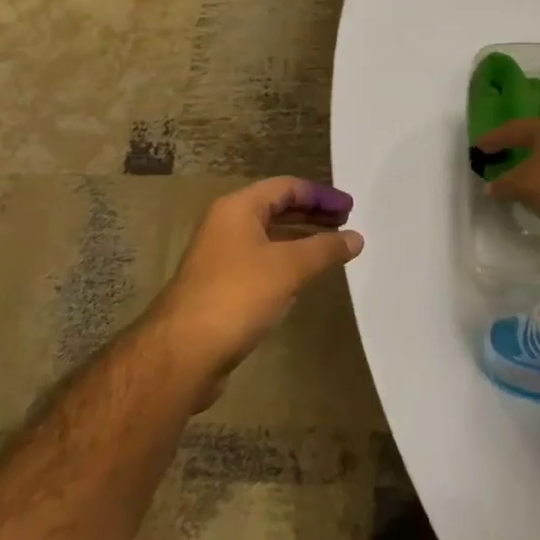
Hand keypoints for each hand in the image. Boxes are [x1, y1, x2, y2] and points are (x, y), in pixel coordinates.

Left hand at [150, 178, 363, 406]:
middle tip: (346, 226)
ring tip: (332, 251)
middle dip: (312, 215)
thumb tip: (356, 237)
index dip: (320, 195)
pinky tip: (303, 281)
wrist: (183, 352)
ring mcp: (221, 257)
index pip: (286, 187)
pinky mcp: (221, 287)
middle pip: (276, 209)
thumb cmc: (237, 295)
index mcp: (238, 208)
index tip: (350, 210)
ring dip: (300, 241)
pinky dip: (285, 264)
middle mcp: (226, 225)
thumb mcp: (288, 267)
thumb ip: (325, 249)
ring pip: (269, 238)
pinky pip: (261, 264)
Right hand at [476, 117, 539, 226]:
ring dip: (534, 167)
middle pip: (534, 139)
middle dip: (515, 148)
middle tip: (497, 157)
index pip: (512, 129)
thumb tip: (489, 186)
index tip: (477, 147)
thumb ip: (504, 185)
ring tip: (518, 179)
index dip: (493, 138)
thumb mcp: (524, 185)